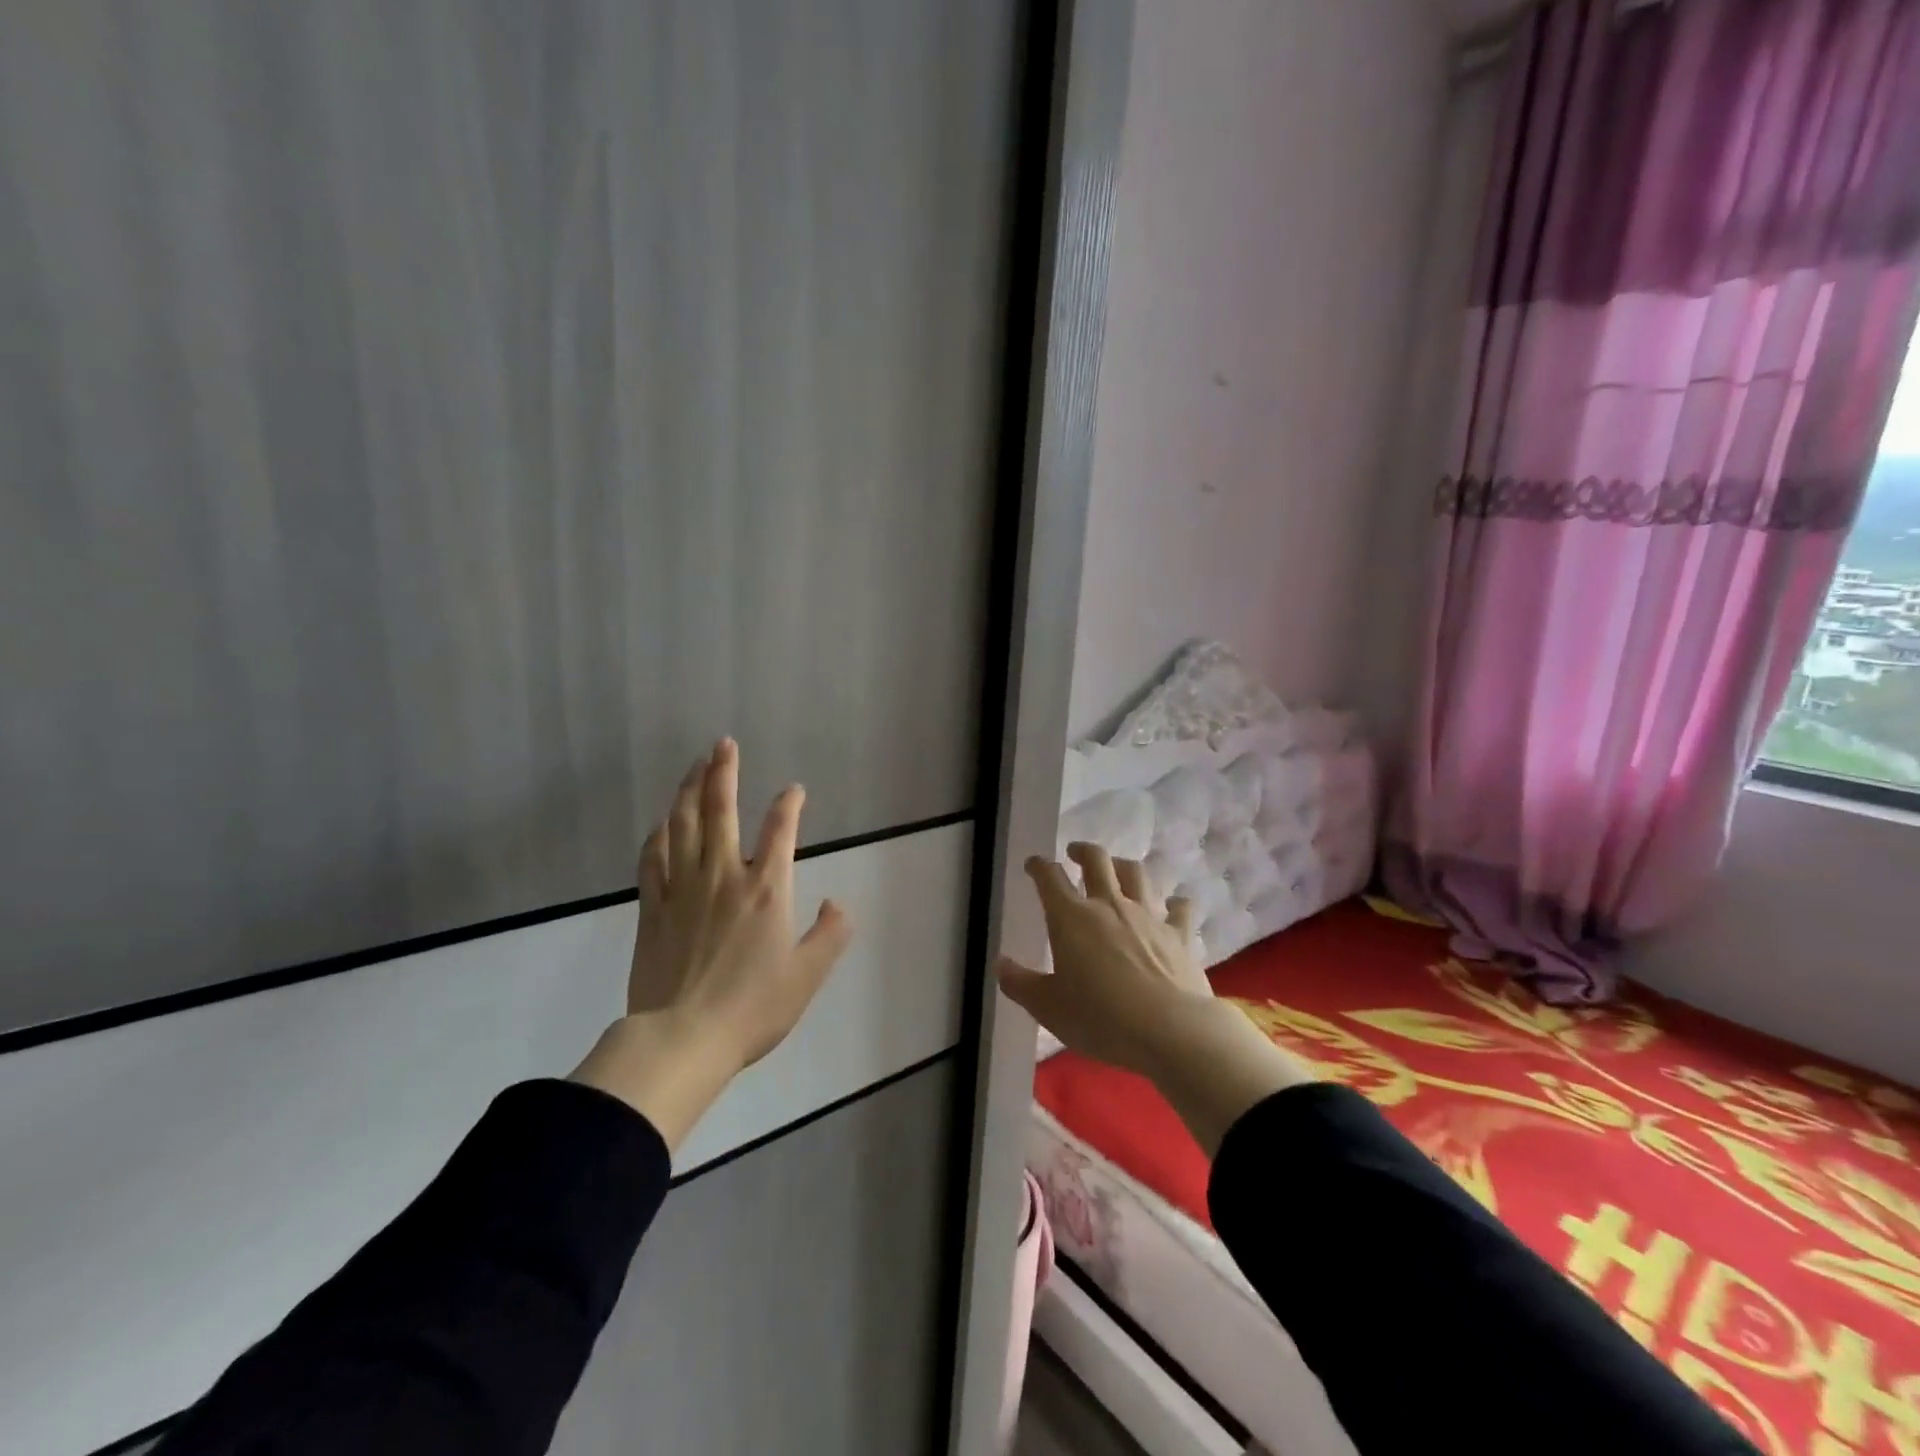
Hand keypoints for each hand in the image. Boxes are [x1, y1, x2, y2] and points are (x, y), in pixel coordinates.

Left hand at [572, 739, 852, 1150]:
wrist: (683, 1039)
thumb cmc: (752, 1008)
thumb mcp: (808, 976)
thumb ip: (831, 934)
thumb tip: (838, 902)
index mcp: (766, 889)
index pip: (780, 830)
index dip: (789, 804)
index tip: (794, 790)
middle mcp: (723, 876)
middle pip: (720, 810)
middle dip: (723, 772)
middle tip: (724, 744)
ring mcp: (683, 888)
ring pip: (682, 824)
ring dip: (688, 790)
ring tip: (694, 766)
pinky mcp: (653, 906)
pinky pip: (653, 857)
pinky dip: (659, 834)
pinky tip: (663, 822)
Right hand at [994, 841, 1204, 1077]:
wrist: (1170, 1030)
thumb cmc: (1100, 1018)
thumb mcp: (1048, 1007)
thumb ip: (1020, 983)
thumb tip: (1000, 964)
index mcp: (1071, 918)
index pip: (1050, 878)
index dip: (1039, 867)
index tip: (1033, 865)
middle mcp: (1109, 905)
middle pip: (1096, 860)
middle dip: (1082, 851)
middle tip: (1074, 853)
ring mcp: (1148, 915)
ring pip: (1136, 873)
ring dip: (1123, 866)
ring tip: (1117, 869)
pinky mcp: (1180, 933)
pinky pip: (1179, 907)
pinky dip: (1174, 903)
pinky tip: (1173, 905)